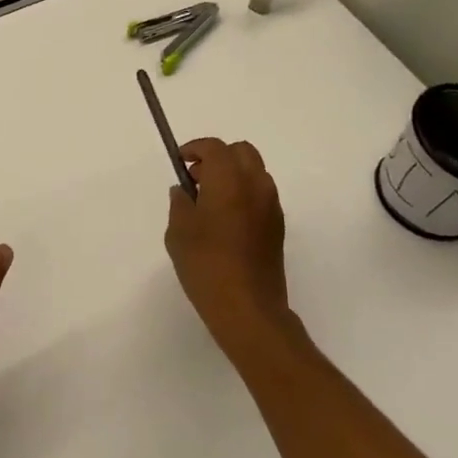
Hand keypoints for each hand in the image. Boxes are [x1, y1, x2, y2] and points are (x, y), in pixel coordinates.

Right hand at [164, 138, 290, 357]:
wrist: (249, 310)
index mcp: (229, 180)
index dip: (195, 148)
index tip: (180, 161)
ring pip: (254, 172)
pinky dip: (243, 193)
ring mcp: (271, 206)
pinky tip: (226, 221)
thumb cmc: (207, 265)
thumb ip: (180, 203)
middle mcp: (255, 185)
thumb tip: (184, 191)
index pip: (215, 147)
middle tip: (197, 178)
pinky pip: (260, 194)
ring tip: (209, 201)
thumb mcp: (179, 232)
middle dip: (218, 157)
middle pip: (241, 152)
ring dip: (232, 175)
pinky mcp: (277, 227)